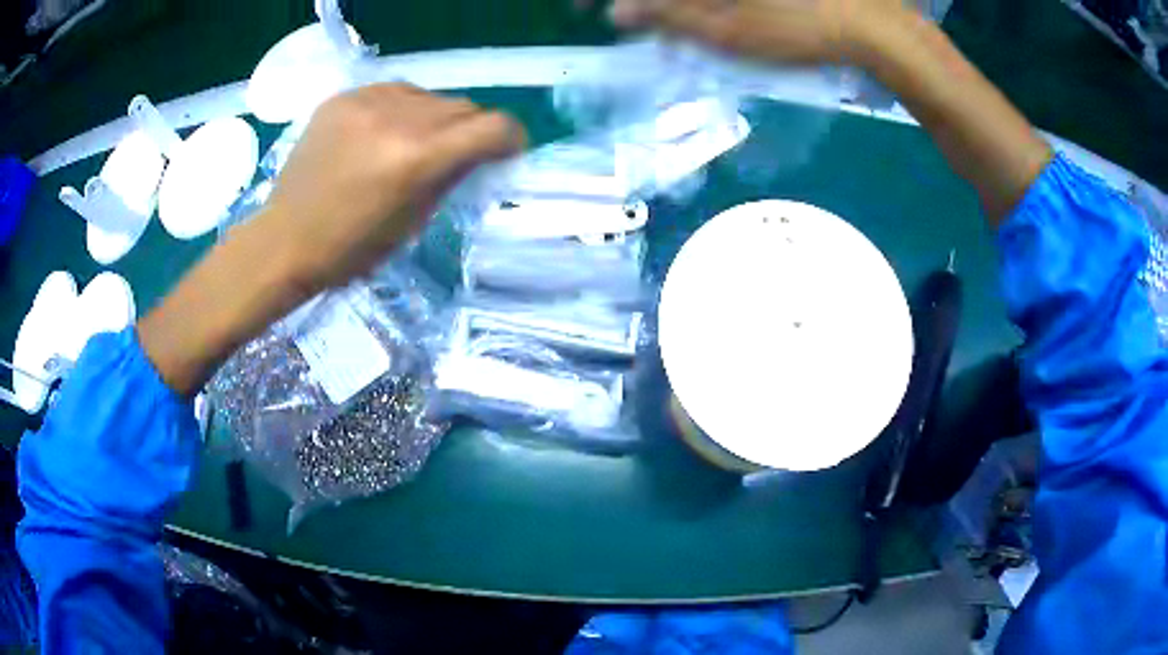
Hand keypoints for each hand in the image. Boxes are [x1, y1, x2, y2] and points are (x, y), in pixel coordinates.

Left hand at [138, 84, 523, 395]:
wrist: (284, 240)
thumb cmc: (350, 249)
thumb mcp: (413, 222)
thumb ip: (450, 177)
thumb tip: (476, 153)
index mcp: (418, 157)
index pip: (493, 127)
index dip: (509, 139)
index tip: (504, 153)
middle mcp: (397, 118)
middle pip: (464, 106)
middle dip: (470, 131)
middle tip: (453, 155)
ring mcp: (366, 101)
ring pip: (430, 96)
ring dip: (434, 118)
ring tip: (412, 144)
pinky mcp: (343, 97)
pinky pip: (393, 92)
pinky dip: (400, 111)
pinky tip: (380, 135)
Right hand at [608, 0, 912, 65]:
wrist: (873, 24)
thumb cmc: (798, 29)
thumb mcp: (725, 31)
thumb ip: (664, 16)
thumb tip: (618, 11)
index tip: (581, 9)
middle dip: (637, 0)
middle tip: (624, 14)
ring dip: (669, 2)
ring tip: (666, 20)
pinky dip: (699, 1)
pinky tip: (703, 12)